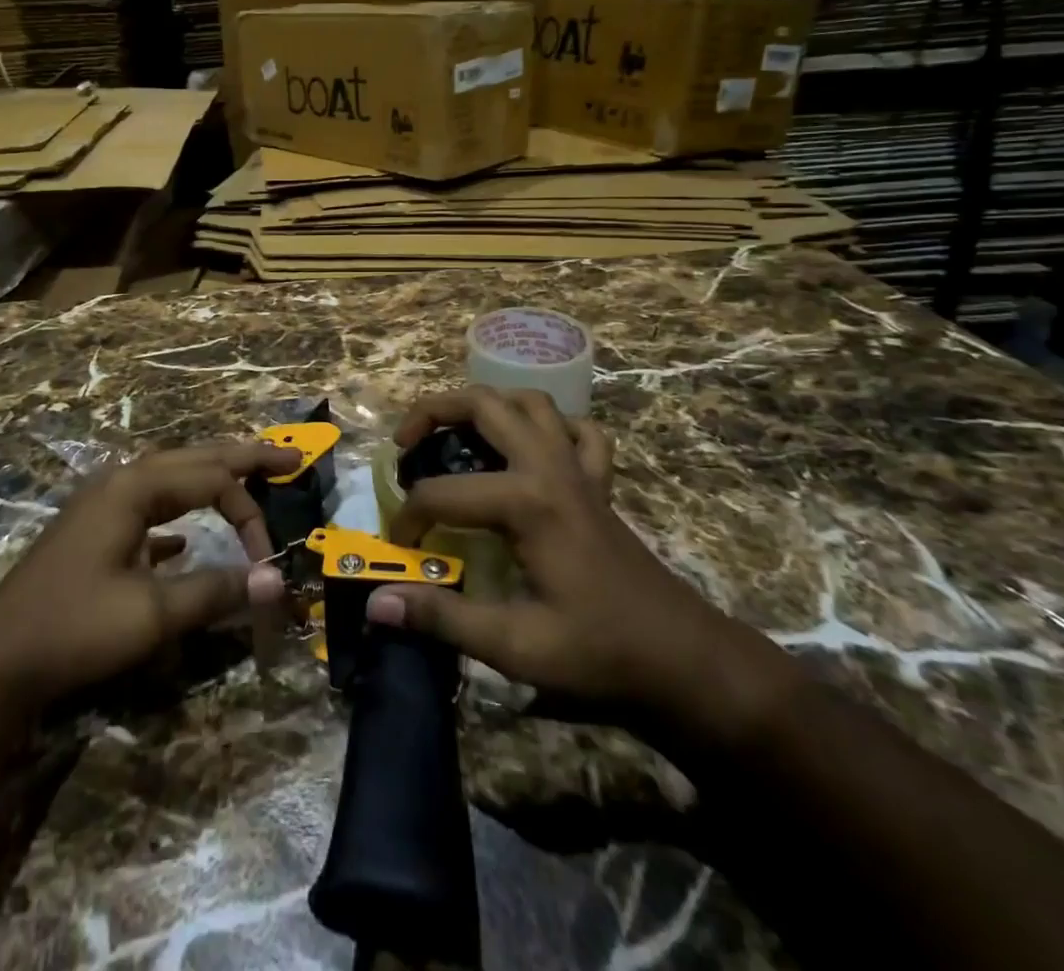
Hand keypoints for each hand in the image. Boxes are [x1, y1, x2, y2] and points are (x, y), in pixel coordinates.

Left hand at [0, 441, 296, 708]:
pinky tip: (185, 540)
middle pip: (195, 458)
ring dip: (212, 479)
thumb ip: (217, 591)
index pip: (213, 480)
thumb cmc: (74, 628)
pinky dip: (179, 514)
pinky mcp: (95, 533)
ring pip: (172, 478)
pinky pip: (150, 507)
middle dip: (244, 457)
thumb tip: (278, 581)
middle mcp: (122, 483)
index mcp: (136, 488)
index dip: (250, 513)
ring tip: (249, 478)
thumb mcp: (152, 614)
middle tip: (289, 456)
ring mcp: (104, 505)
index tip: (269, 559)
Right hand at [369, 388, 787, 743]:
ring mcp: (580, 469)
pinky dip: (551, 426)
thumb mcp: (515, 646)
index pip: (442, 493)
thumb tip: (377, 604)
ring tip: (458, 433)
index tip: (399, 550)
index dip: (409, 518)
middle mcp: (550, 467)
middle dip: (432, 411)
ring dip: (488, 405)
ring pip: (530, 402)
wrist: (686, 661)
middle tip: (405, 444)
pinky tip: (532, 449)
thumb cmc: (600, 654)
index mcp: (526, 502)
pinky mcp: (600, 483)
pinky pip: (577, 431)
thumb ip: (443, 618)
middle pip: (484, 405)